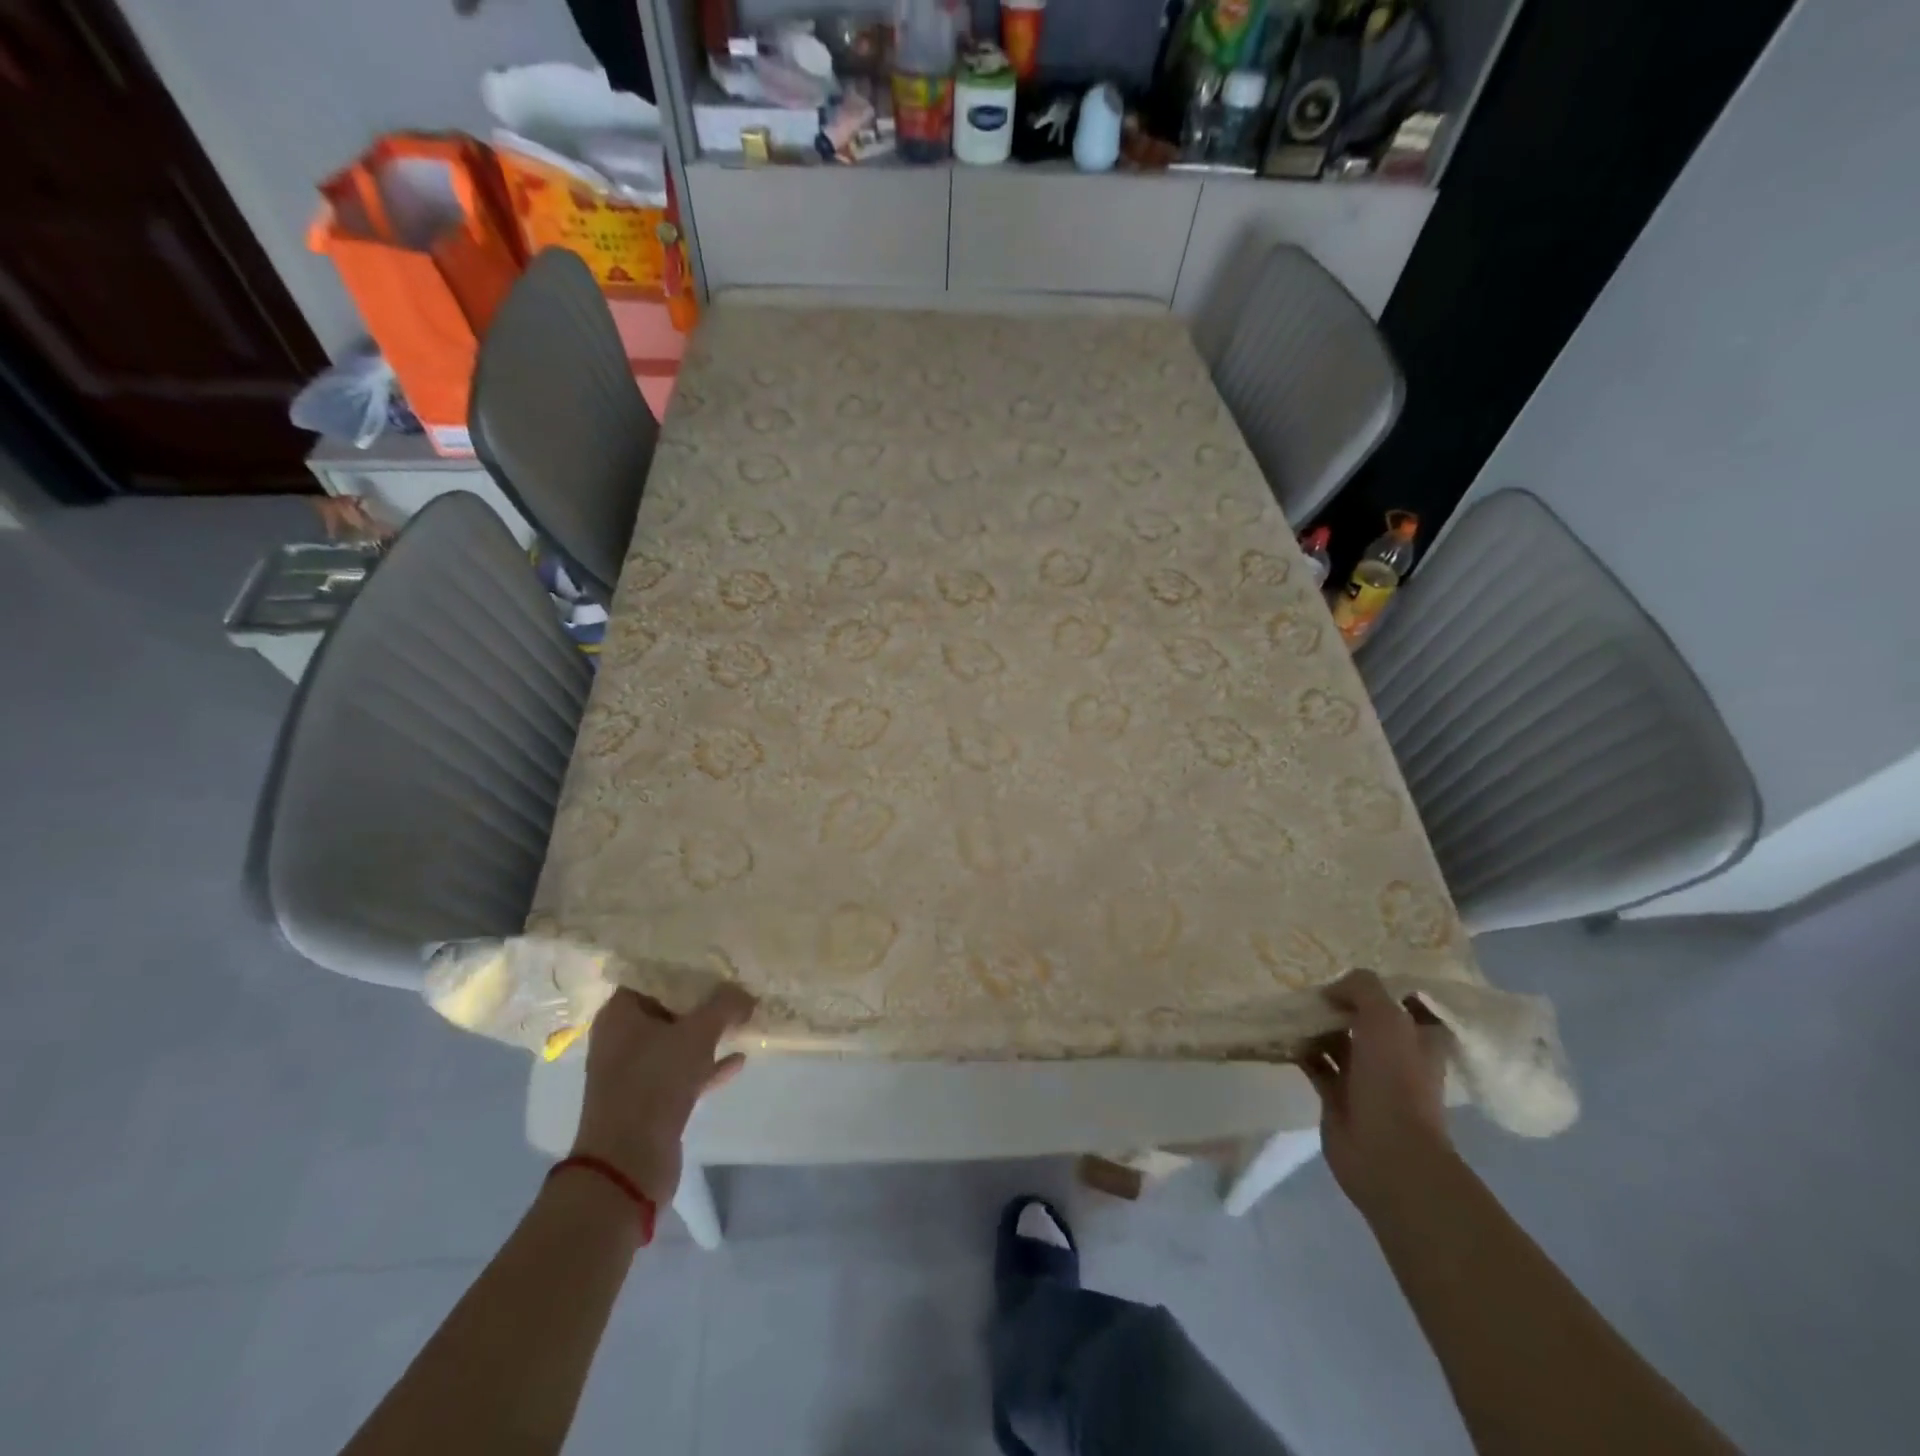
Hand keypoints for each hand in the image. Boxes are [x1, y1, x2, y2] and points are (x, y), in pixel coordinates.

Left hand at [570, 985, 756, 1204]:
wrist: (628, 1164)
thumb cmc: (654, 1082)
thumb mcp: (697, 1034)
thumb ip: (724, 1005)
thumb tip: (745, 992)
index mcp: (619, 1014)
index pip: (652, 976)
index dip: (685, 968)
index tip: (717, 961)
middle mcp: (621, 1039)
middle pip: (667, 1009)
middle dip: (702, 1001)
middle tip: (736, 987)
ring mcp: (634, 1073)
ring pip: (676, 1042)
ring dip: (707, 1033)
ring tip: (743, 1019)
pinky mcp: (649, 1102)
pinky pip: (683, 1073)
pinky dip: (707, 1065)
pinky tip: (739, 1059)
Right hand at [1302, 969, 1453, 1216]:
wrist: (1387, 1155)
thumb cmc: (1396, 1081)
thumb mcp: (1386, 1018)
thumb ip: (1362, 989)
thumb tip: (1332, 989)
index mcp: (1419, 1038)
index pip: (1406, 1002)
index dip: (1382, 987)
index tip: (1351, 972)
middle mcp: (1394, 1055)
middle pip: (1363, 1018)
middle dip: (1338, 1002)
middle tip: (1308, 985)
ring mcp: (1365, 1077)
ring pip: (1336, 1039)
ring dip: (1314, 1024)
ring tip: (1288, 1006)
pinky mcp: (1337, 1096)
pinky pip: (1314, 1062)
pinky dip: (1298, 1048)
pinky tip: (1280, 1033)